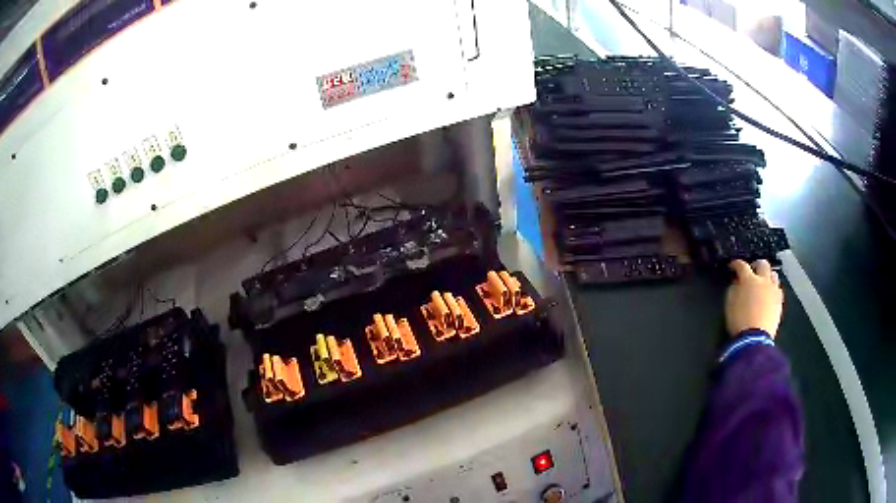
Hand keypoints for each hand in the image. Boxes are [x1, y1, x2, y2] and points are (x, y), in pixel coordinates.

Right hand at [725, 259, 783, 337]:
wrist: (754, 338)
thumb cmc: (739, 321)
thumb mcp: (730, 304)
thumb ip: (733, 289)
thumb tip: (737, 283)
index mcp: (749, 280)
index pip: (742, 265)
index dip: (736, 264)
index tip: (733, 266)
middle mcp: (763, 281)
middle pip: (762, 264)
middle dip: (756, 265)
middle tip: (751, 270)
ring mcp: (773, 290)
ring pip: (773, 274)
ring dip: (767, 276)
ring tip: (763, 282)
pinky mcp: (779, 301)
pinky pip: (778, 288)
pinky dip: (773, 288)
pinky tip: (769, 294)